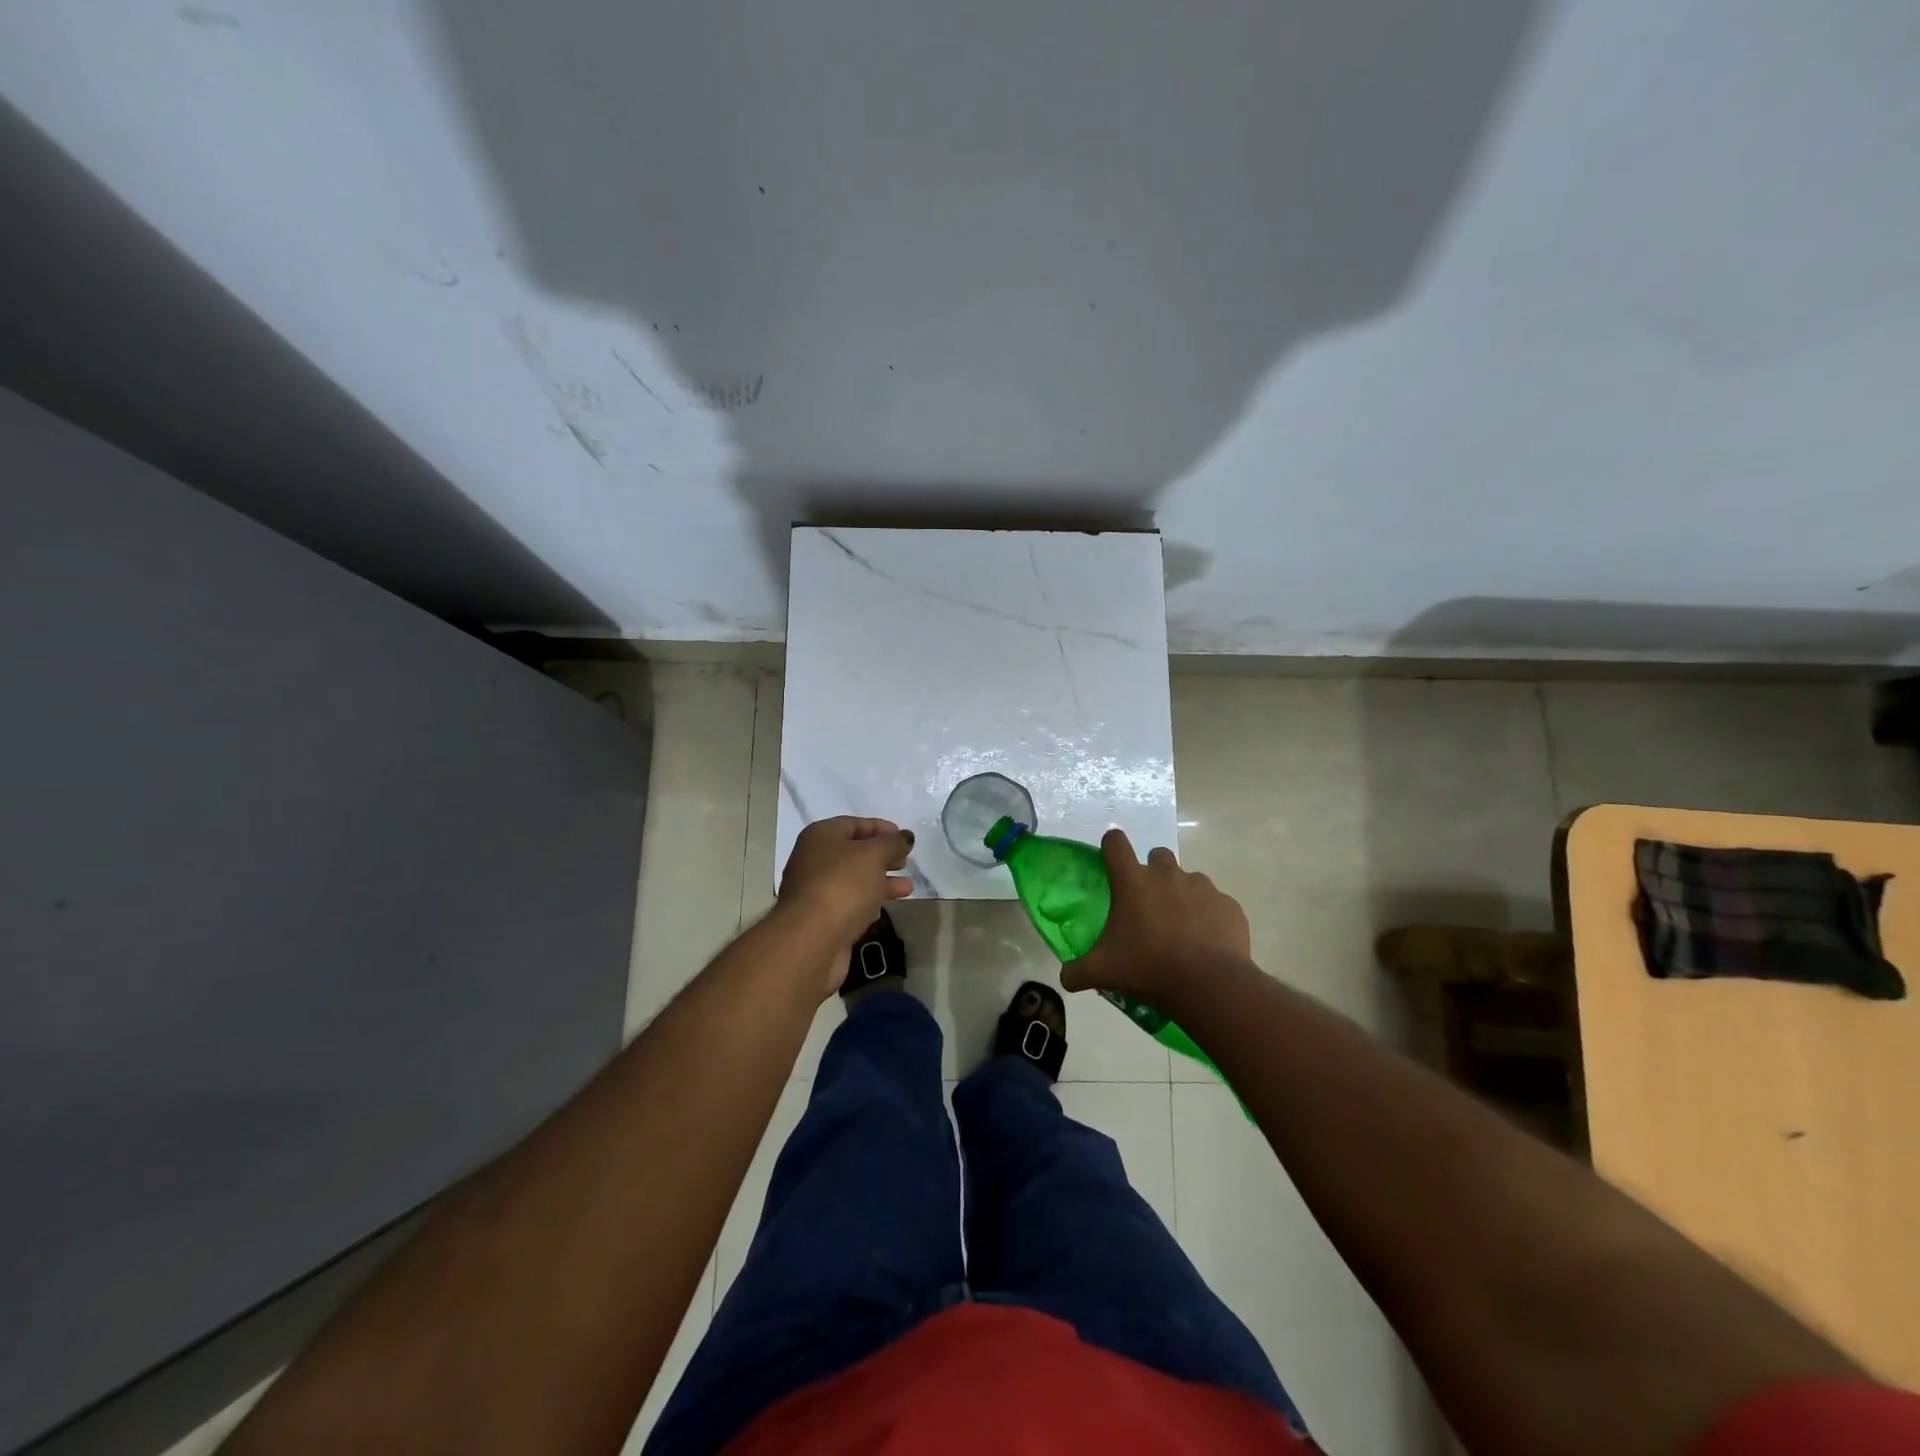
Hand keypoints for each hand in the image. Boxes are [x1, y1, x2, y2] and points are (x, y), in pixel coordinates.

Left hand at [777, 817, 915, 991]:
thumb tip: (905, 837)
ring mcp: (815, 890)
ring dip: (881, 881)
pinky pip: (848, 903)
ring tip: (907, 888)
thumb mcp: (873, 856)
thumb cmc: (842, 886)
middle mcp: (813, 859)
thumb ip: (892, 844)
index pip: (854, 824)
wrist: (811, 940)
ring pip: (853, 880)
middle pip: (854, 852)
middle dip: (882, 856)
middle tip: (906, 862)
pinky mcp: (820, 918)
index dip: (881, 828)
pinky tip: (884, 908)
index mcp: (821, 836)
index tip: (905, 838)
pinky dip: (867, 902)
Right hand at [1061, 828, 1249, 1004]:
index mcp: (1133, 882)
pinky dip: (1209, 917)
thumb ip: (1077, 971)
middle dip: (1152, 872)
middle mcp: (1167, 875)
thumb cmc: (1148, 968)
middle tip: (1148, 904)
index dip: (1111, 846)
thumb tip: (1065, 977)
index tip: (1111, 860)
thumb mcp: (1103, 972)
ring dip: (1182, 895)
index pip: (1116, 843)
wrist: (1209, 985)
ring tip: (1180, 928)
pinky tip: (1206, 943)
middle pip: (1157, 855)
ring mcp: (1202, 887)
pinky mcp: (1228, 905)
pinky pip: (1216, 904)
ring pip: (1189, 879)